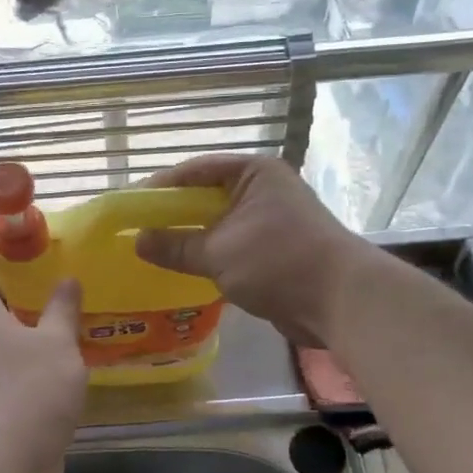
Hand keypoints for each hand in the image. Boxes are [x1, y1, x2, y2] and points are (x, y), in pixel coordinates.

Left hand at [0, 226, 86, 472]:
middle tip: (49, 264)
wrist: (0, 467)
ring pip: (4, 335)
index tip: (1, 222)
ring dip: (29, 320)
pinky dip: (35, 353)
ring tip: (66, 308)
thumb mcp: (56, 345)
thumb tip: (67, 280)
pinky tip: (65, 357)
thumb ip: (63, 311)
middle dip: (14, 279)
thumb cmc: (26, 393)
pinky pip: (14, 366)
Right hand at [135, 155, 370, 346]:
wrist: (341, 301)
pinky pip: (232, 247)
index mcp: (253, 174)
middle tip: (139, 230)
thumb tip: (138, 241)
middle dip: (174, 215)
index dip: (162, 187)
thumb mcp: (218, 252)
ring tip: (155, 251)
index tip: (131, 205)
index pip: (196, 171)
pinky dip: (210, 256)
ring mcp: (271, 222)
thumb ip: (175, 245)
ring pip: (219, 225)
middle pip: (207, 197)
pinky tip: (186, 270)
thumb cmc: (278, 261)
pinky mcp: (276, 252)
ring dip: (191, 238)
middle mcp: (264, 191)